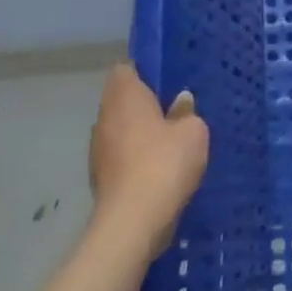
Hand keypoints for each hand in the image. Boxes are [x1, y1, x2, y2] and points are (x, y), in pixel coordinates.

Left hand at [88, 65, 208, 261]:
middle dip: (144, 105)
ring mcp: (98, 148)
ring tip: (169, 144)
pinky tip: (159, 171)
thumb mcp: (193, 132)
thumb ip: (187, 112)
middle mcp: (104, 117)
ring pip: (120, 130)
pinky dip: (136, 159)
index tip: (168, 84)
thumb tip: (180, 103)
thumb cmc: (165, 163)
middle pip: (122, 100)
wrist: (133, 221)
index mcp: (124, 95)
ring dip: (139, 134)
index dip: (145, 73)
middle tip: (175, 112)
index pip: (126, 69)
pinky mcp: (99, 177)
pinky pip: (120, 156)